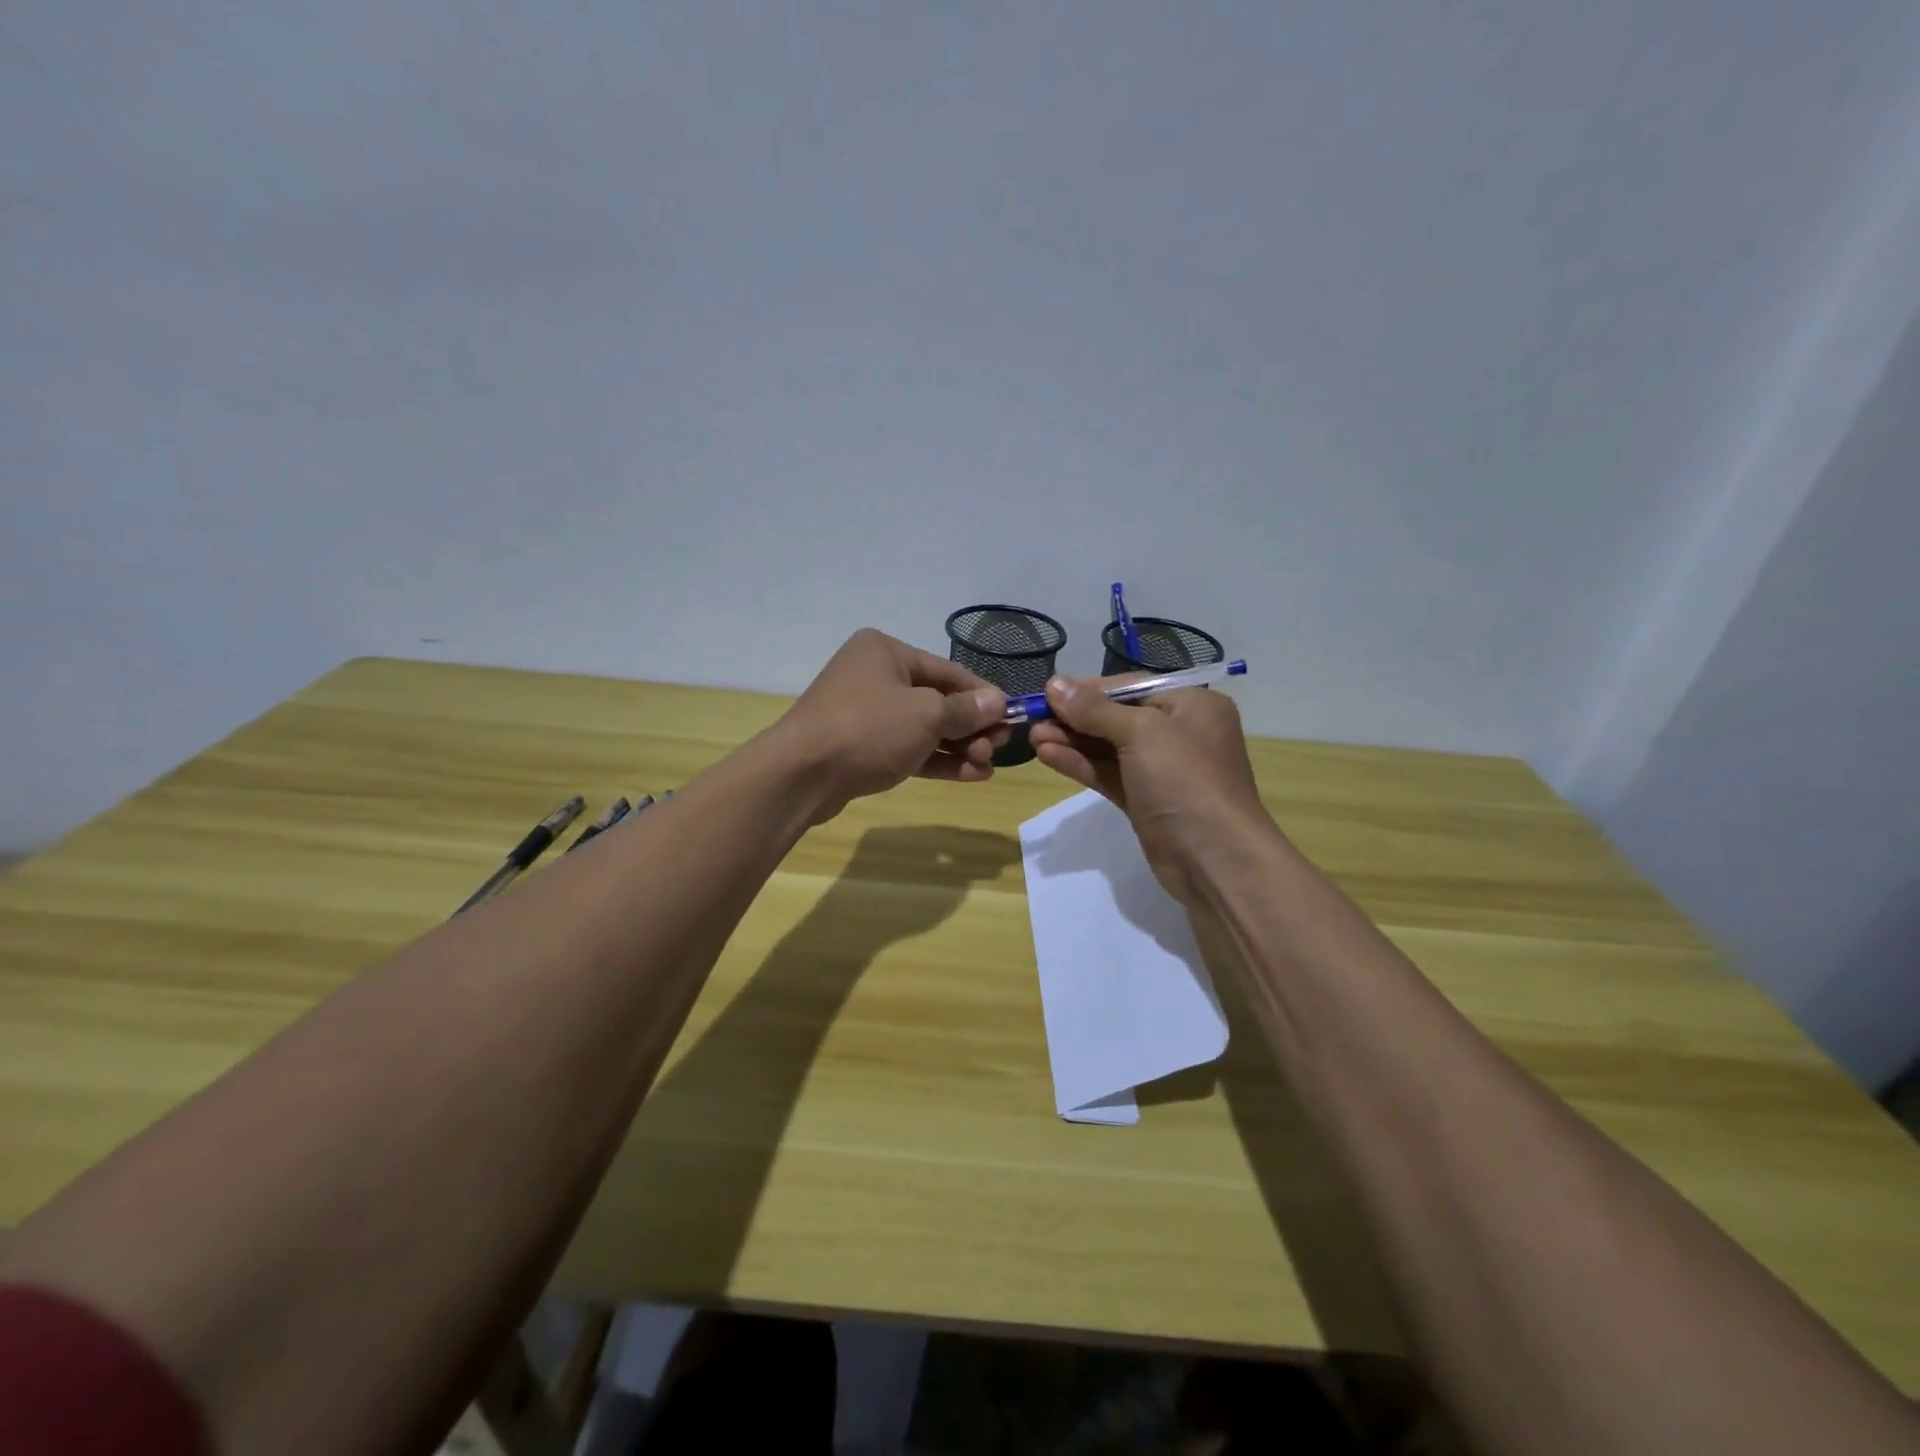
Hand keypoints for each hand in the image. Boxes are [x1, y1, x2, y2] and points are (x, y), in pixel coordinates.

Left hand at [770, 629, 1009, 822]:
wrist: (800, 775)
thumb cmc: (868, 729)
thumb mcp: (925, 715)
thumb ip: (964, 710)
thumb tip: (997, 702)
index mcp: (886, 652)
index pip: (948, 670)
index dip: (983, 694)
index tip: (1012, 716)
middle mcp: (874, 676)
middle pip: (936, 699)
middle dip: (971, 726)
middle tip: (999, 748)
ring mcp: (865, 713)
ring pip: (923, 728)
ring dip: (958, 747)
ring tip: (988, 766)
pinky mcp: (861, 747)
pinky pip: (907, 748)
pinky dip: (936, 760)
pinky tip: (969, 775)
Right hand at [1028, 675, 1266, 903]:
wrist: (1215, 859)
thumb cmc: (1185, 781)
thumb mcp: (1141, 733)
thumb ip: (1095, 709)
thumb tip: (1054, 683)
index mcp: (1191, 704)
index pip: (1131, 686)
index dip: (1088, 689)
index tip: (1048, 692)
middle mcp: (1178, 732)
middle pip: (1116, 716)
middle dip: (1075, 718)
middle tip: (1033, 719)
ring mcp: (1161, 769)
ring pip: (1108, 747)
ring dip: (1071, 741)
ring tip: (1032, 737)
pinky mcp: (1145, 800)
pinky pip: (1108, 773)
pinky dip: (1080, 764)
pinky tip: (1047, 756)